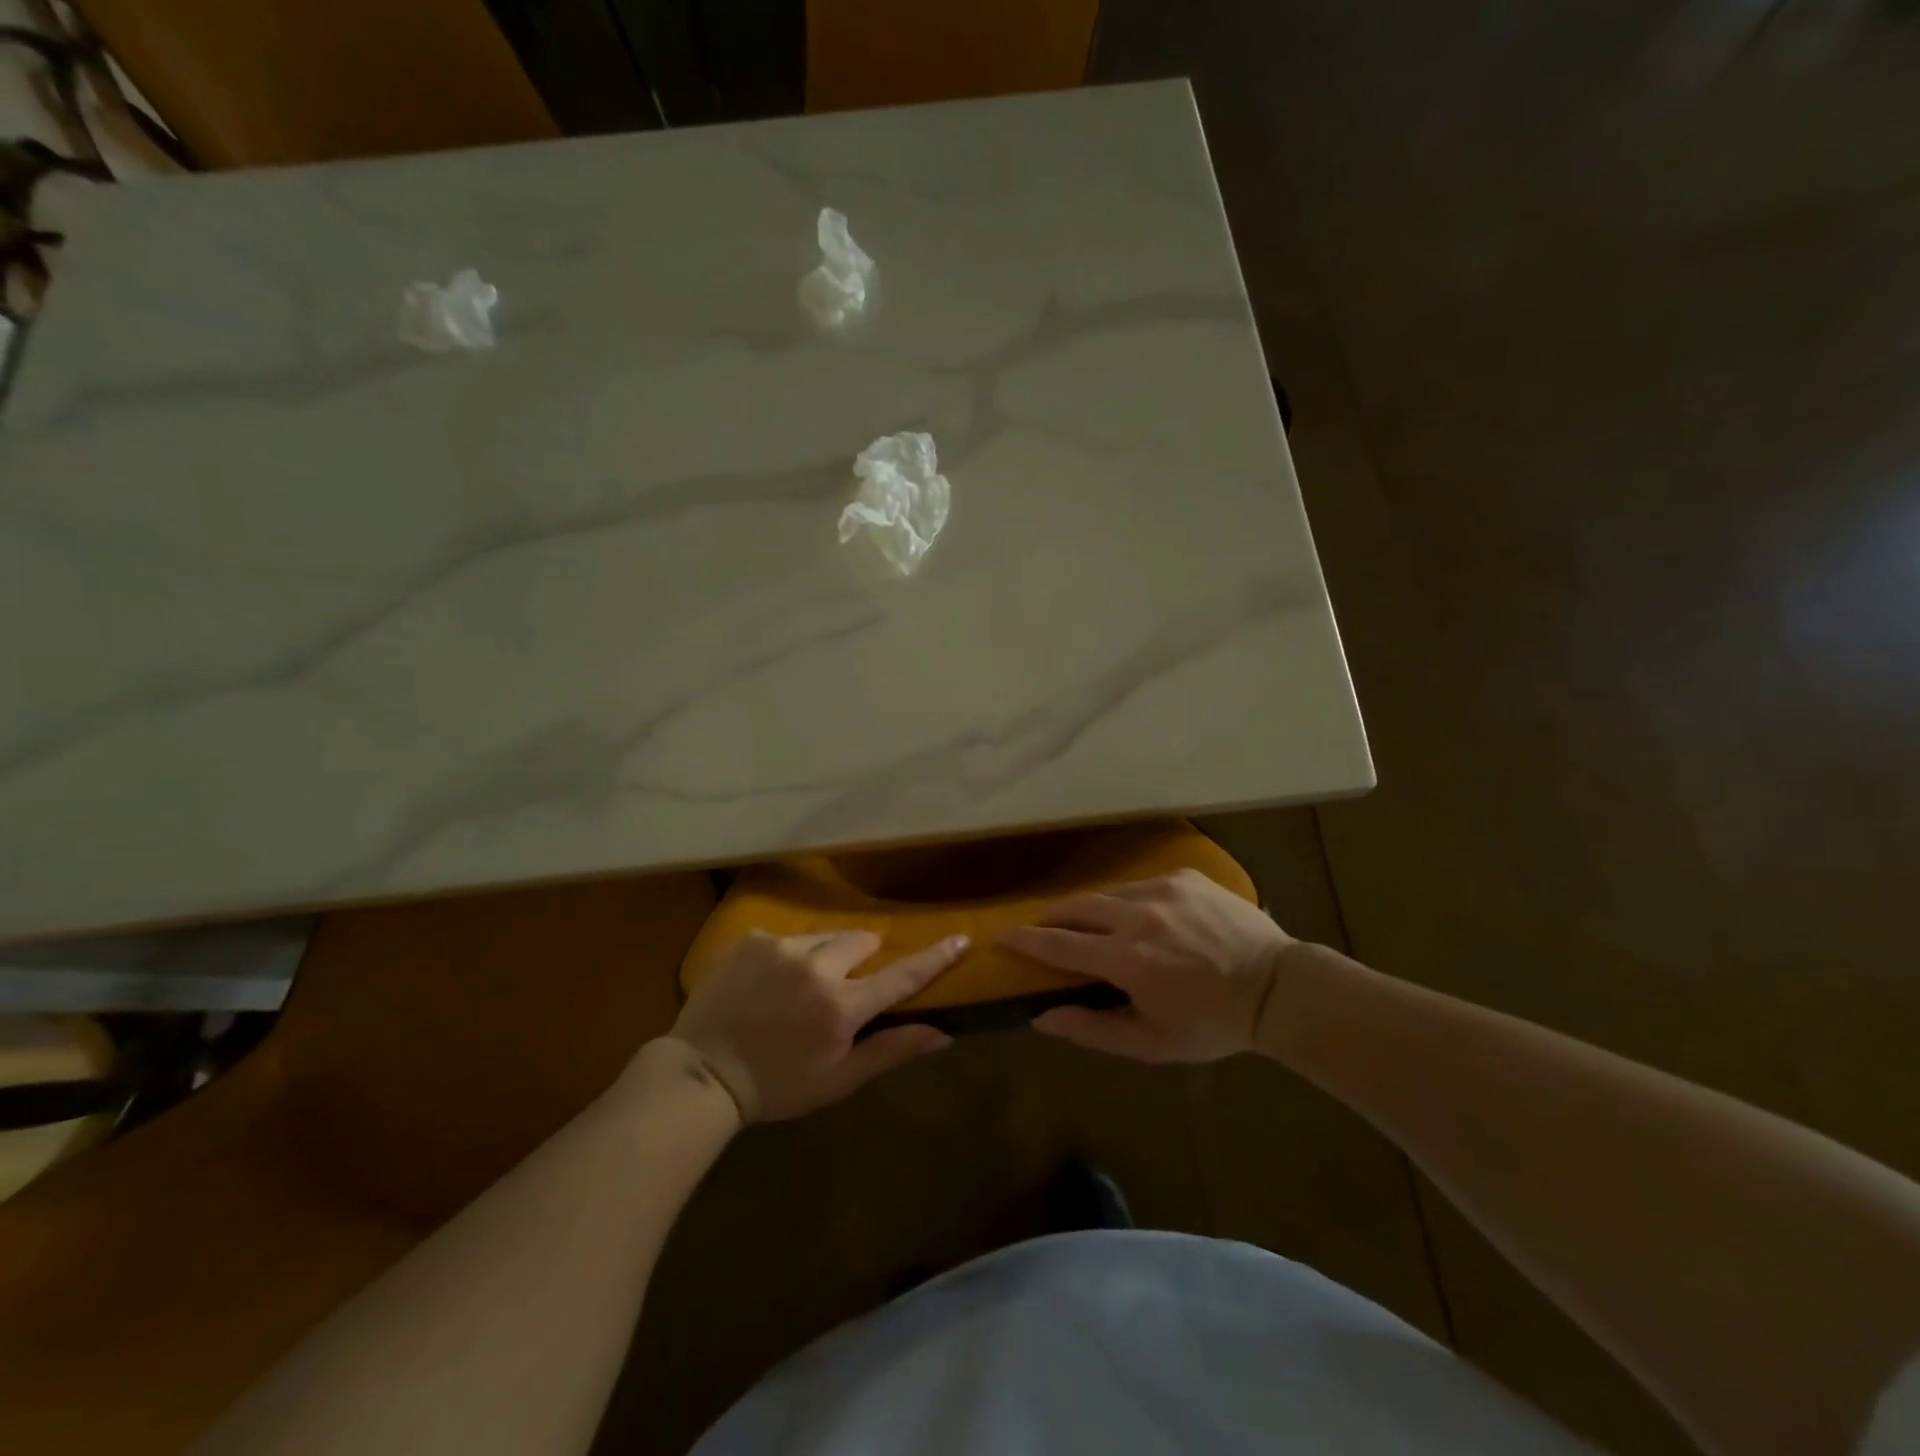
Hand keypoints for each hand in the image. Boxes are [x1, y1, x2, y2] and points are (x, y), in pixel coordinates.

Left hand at [668, 930, 965, 1122]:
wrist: (701, 1074)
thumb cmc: (777, 1086)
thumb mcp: (838, 1080)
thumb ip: (891, 1051)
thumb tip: (943, 1034)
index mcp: (841, 1007)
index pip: (900, 976)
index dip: (934, 957)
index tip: (961, 937)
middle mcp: (817, 966)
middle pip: (861, 943)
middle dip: (861, 959)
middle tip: (843, 987)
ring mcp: (781, 948)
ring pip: (823, 938)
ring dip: (823, 956)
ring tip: (797, 988)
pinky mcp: (753, 940)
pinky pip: (787, 939)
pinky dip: (787, 956)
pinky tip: (767, 983)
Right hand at [1000, 869, 1293, 1062]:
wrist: (1278, 988)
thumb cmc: (1212, 1024)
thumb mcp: (1151, 1042)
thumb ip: (1092, 1029)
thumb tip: (1043, 1015)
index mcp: (1126, 958)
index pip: (1058, 943)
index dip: (1025, 941)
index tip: (1001, 938)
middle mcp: (1137, 915)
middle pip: (1075, 907)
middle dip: (1051, 918)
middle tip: (1042, 929)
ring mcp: (1162, 889)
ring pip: (1107, 893)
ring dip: (1091, 909)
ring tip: (1090, 924)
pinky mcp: (1184, 876)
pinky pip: (1141, 885)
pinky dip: (1129, 901)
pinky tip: (1142, 918)